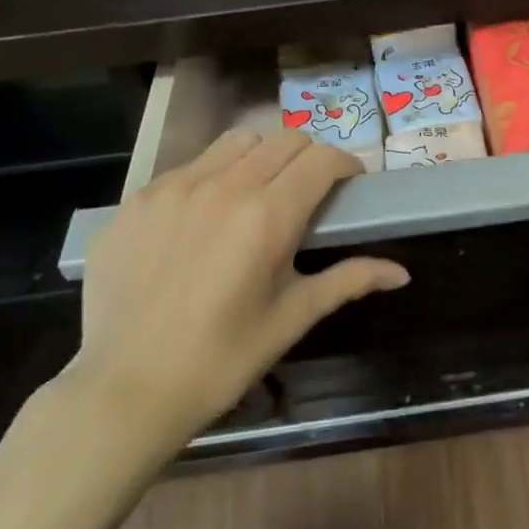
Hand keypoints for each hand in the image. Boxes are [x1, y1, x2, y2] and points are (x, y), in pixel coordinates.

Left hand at [54, 129, 408, 457]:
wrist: (127, 388)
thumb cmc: (222, 359)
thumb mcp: (291, 318)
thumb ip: (348, 281)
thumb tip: (401, 273)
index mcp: (267, 216)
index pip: (321, 159)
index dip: (346, 165)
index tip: (350, 186)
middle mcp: (222, 186)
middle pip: (283, 140)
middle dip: (308, 157)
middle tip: (310, 192)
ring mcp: (173, 188)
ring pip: (234, 143)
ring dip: (260, 157)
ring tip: (258, 195)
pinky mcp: (137, 200)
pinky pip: (188, 167)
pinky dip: (212, 177)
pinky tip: (205, 219)